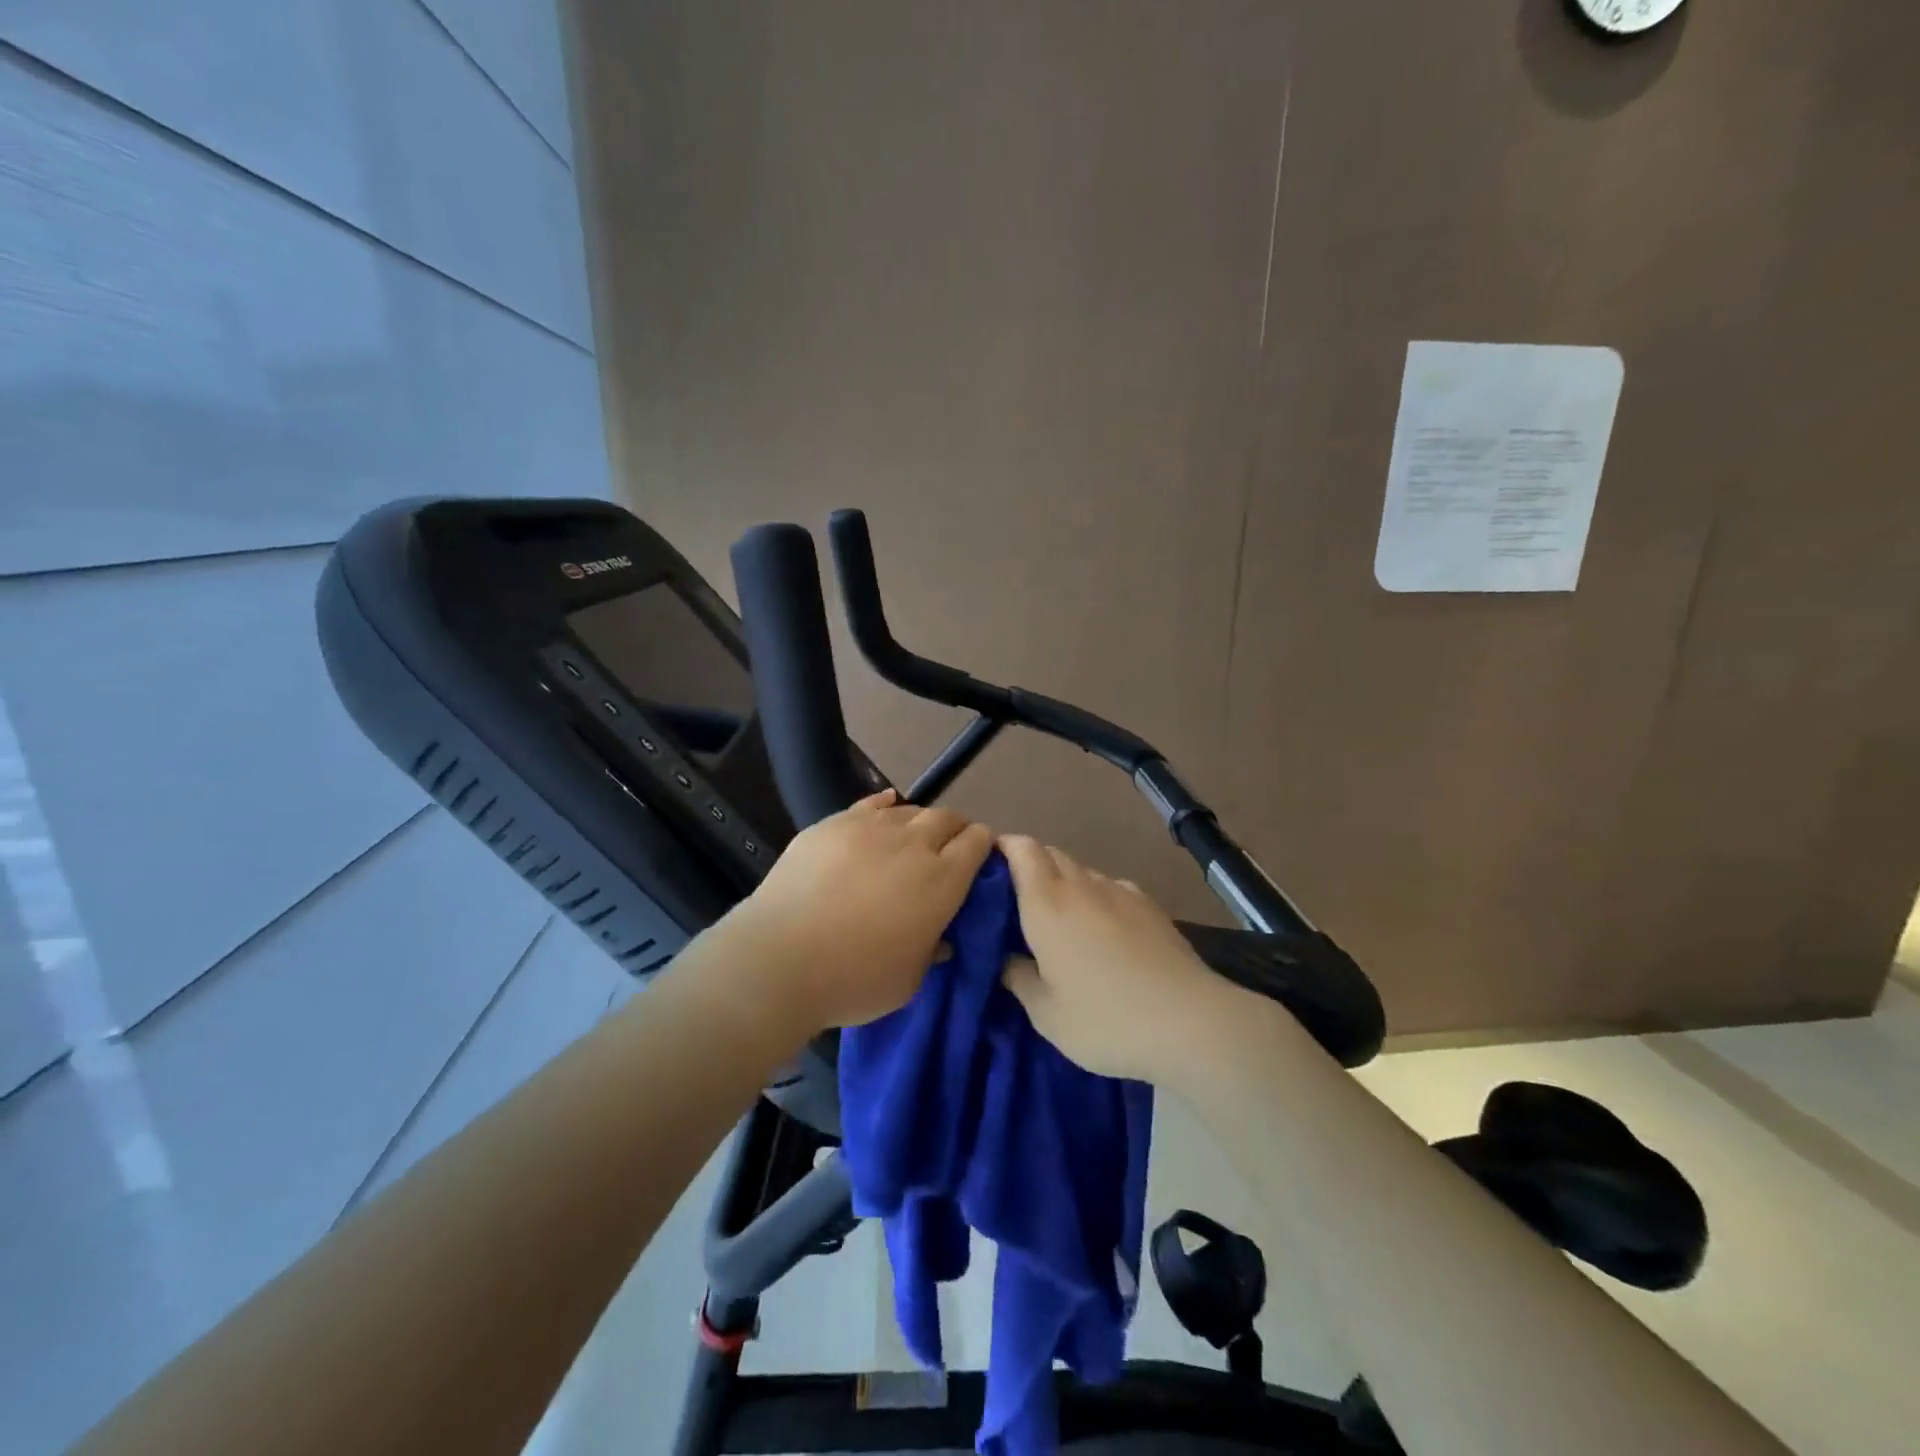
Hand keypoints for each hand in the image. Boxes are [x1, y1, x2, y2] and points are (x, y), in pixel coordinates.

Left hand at [715, 790, 994, 1035]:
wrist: (780, 959)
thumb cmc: (854, 979)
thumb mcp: (909, 980)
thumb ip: (931, 951)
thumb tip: (939, 938)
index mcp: (943, 880)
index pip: (977, 843)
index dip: (983, 846)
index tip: (979, 858)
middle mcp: (914, 844)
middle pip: (947, 818)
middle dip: (955, 829)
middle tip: (947, 850)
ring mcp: (871, 827)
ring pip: (909, 810)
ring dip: (918, 822)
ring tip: (910, 840)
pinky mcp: (833, 824)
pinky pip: (870, 803)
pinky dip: (884, 806)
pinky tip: (884, 810)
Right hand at [1000, 835, 1241, 1083]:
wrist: (1189, 1021)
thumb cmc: (1105, 1019)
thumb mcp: (1046, 1013)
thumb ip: (1018, 978)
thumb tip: (1006, 958)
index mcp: (1047, 903)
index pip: (1022, 850)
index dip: (1003, 848)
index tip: (989, 866)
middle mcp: (1082, 885)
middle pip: (1050, 854)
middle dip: (1029, 865)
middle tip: (1016, 900)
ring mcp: (1120, 892)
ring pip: (1081, 871)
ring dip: (1064, 883)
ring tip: (1060, 920)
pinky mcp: (1150, 906)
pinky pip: (1111, 888)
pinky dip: (1096, 897)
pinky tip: (1102, 931)